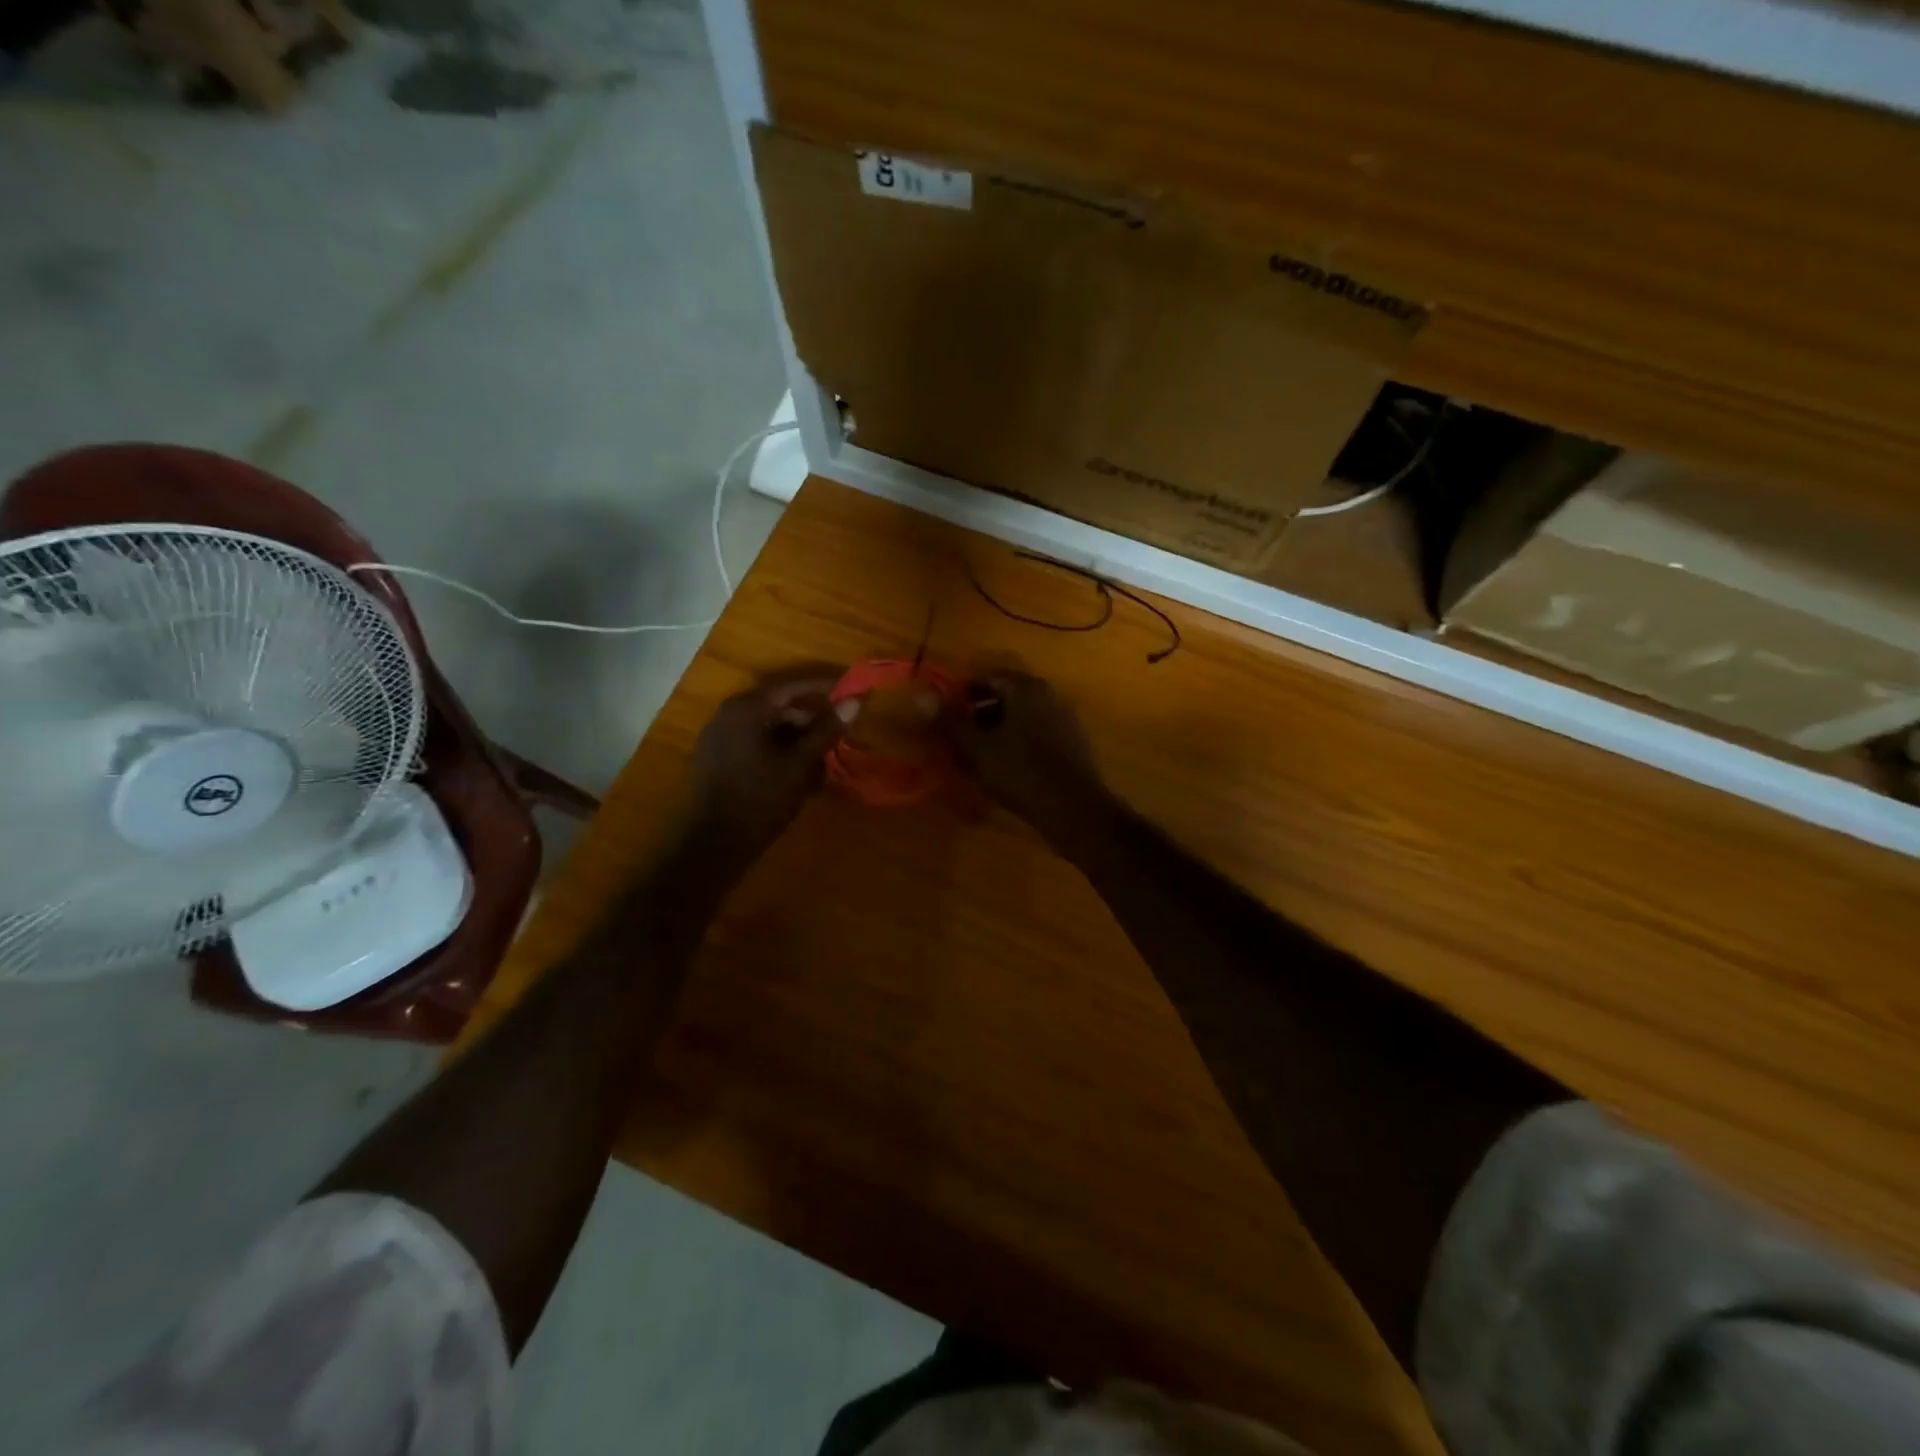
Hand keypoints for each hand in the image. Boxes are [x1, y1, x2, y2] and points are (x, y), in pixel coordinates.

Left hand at [683, 668, 851, 872]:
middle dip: (811, 719)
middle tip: (839, 734)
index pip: (793, 687)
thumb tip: (854, 702)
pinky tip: (797, 768)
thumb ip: (827, 730)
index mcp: (747, 708)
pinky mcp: (716, 756)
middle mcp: (729, 714)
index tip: (851, 691)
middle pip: (779, 707)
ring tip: (823, 756)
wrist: (715, 843)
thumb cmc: (761, 799)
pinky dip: (778, 748)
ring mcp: (718, 735)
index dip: (824, 688)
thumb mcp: (800, 764)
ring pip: (767, 726)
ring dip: (796, 737)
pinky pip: (754, 741)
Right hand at [944, 671, 1108, 843]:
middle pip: (1003, 697)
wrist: (1075, 810)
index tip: (941, 716)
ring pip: (1018, 719)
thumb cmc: (1021, 772)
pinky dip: (1014, 745)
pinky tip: (1001, 769)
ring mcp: (1063, 720)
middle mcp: (1048, 696)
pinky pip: (1034, 736)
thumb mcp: (978, 747)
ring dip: (994, 733)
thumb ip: (950, 720)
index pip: (985, 677)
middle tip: (954, 739)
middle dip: (976, 715)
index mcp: (1026, 688)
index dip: (959, 694)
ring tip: (972, 758)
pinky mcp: (1070, 745)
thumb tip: (921, 695)